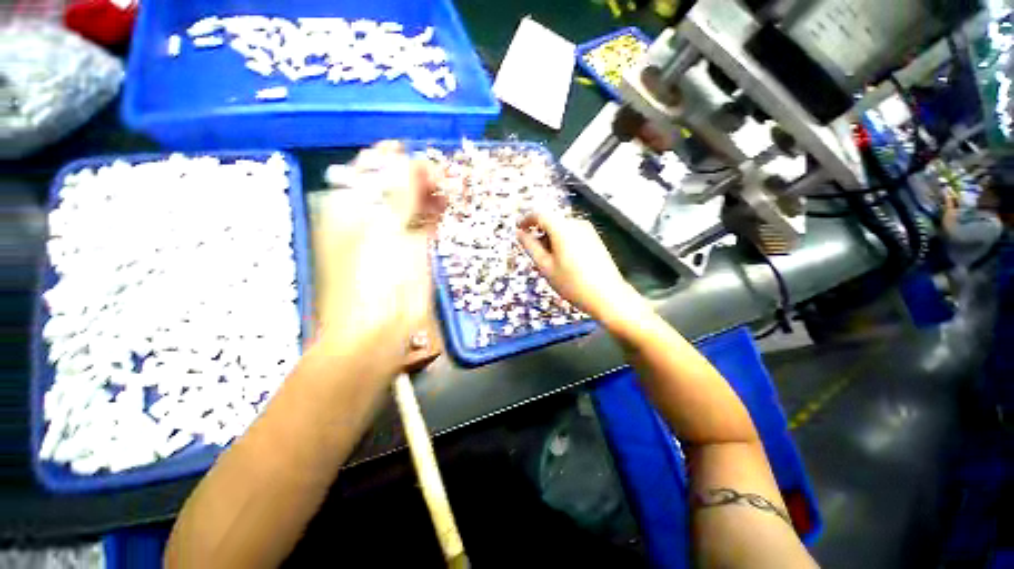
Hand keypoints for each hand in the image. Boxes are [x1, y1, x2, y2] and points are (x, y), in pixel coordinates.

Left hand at [312, 142, 444, 374]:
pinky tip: (448, 202)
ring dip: (430, 192)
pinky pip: (427, 222)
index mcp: (350, 206)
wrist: (380, 328)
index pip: (371, 169)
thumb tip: (409, 159)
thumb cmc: (372, 279)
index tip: (414, 154)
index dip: (392, 159)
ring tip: (448, 184)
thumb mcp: (382, 230)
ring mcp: (395, 232)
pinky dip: (437, 211)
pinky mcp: (415, 249)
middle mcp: (371, 215)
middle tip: (439, 173)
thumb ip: (398, 194)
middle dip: (417, 174)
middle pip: (396, 184)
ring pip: (414, 202)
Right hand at [517, 212, 643, 325]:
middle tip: (535, 257)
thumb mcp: (546, 267)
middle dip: (540, 234)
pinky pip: (572, 235)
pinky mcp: (595, 239)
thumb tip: (520, 233)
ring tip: (551, 264)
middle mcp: (577, 224)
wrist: (607, 297)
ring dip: (551, 240)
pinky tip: (565, 263)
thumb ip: (531, 247)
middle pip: (552, 222)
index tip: (518, 230)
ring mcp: (588, 231)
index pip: (540, 214)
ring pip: (562, 229)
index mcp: (563, 229)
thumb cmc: (572, 283)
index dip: (526, 220)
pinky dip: (562, 243)